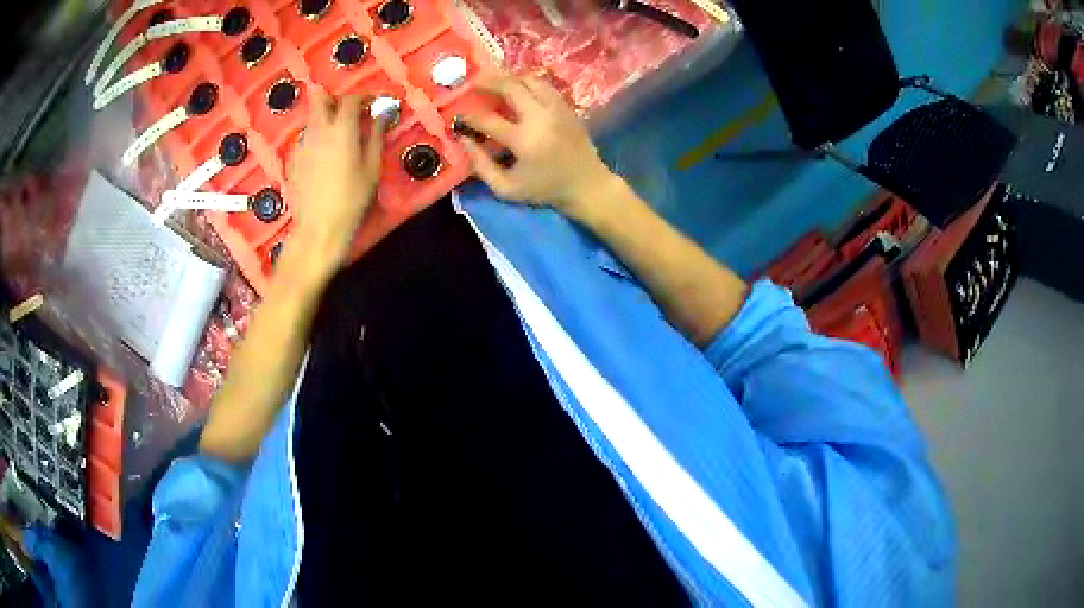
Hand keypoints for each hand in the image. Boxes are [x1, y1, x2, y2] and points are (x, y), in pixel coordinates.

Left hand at [288, 90, 384, 270]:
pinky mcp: (292, 160)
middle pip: (319, 98)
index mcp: (341, 129)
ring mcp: (301, 144)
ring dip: (324, 121)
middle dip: (334, 99)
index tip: (371, 106)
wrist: (318, 228)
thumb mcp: (372, 168)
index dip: (363, 98)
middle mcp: (318, 130)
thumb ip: (376, 136)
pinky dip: (315, 141)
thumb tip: (381, 115)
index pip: (351, 99)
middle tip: (347, 114)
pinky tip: (322, 161)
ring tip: (336, 141)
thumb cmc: (351, 199)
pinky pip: (304, 140)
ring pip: (312, 120)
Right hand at [460, 75, 615, 215]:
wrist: (587, 184)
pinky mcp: (566, 105)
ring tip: (495, 83)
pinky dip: (526, 82)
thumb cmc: (545, 190)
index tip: (457, 117)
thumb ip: (481, 165)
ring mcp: (556, 108)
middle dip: (486, 82)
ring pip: (529, 79)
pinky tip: (517, 89)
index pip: (486, 119)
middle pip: (510, 86)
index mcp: (524, 140)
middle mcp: (540, 117)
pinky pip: (543, 84)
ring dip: (508, 78)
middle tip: (472, 83)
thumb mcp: (507, 188)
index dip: (467, 116)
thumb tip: (464, 140)